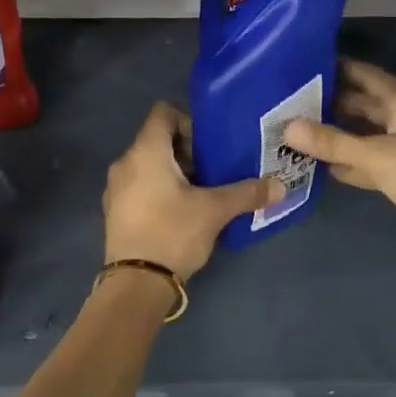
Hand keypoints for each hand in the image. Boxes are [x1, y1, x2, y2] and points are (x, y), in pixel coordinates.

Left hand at [104, 102, 280, 279]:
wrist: (136, 283)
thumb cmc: (173, 233)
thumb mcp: (215, 211)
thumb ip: (247, 193)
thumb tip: (280, 186)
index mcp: (146, 152)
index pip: (163, 113)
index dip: (189, 121)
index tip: (209, 146)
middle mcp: (125, 163)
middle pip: (157, 140)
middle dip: (186, 151)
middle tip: (212, 172)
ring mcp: (115, 189)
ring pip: (148, 165)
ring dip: (173, 172)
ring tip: (200, 194)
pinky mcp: (115, 211)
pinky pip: (139, 186)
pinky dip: (159, 190)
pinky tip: (180, 213)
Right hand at [283, 60, 395, 258]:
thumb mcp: (374, 154)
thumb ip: (331, 142)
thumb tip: (287, 127)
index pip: (365, 75)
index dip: (338, 68)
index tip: (305, 65)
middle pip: (363, 105)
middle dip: (331, 103)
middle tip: (291, 101)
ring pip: (364, 134)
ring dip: (337, 134)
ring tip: (298, 130)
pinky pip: (369, 161)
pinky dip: (349, 162)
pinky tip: (321, 165)